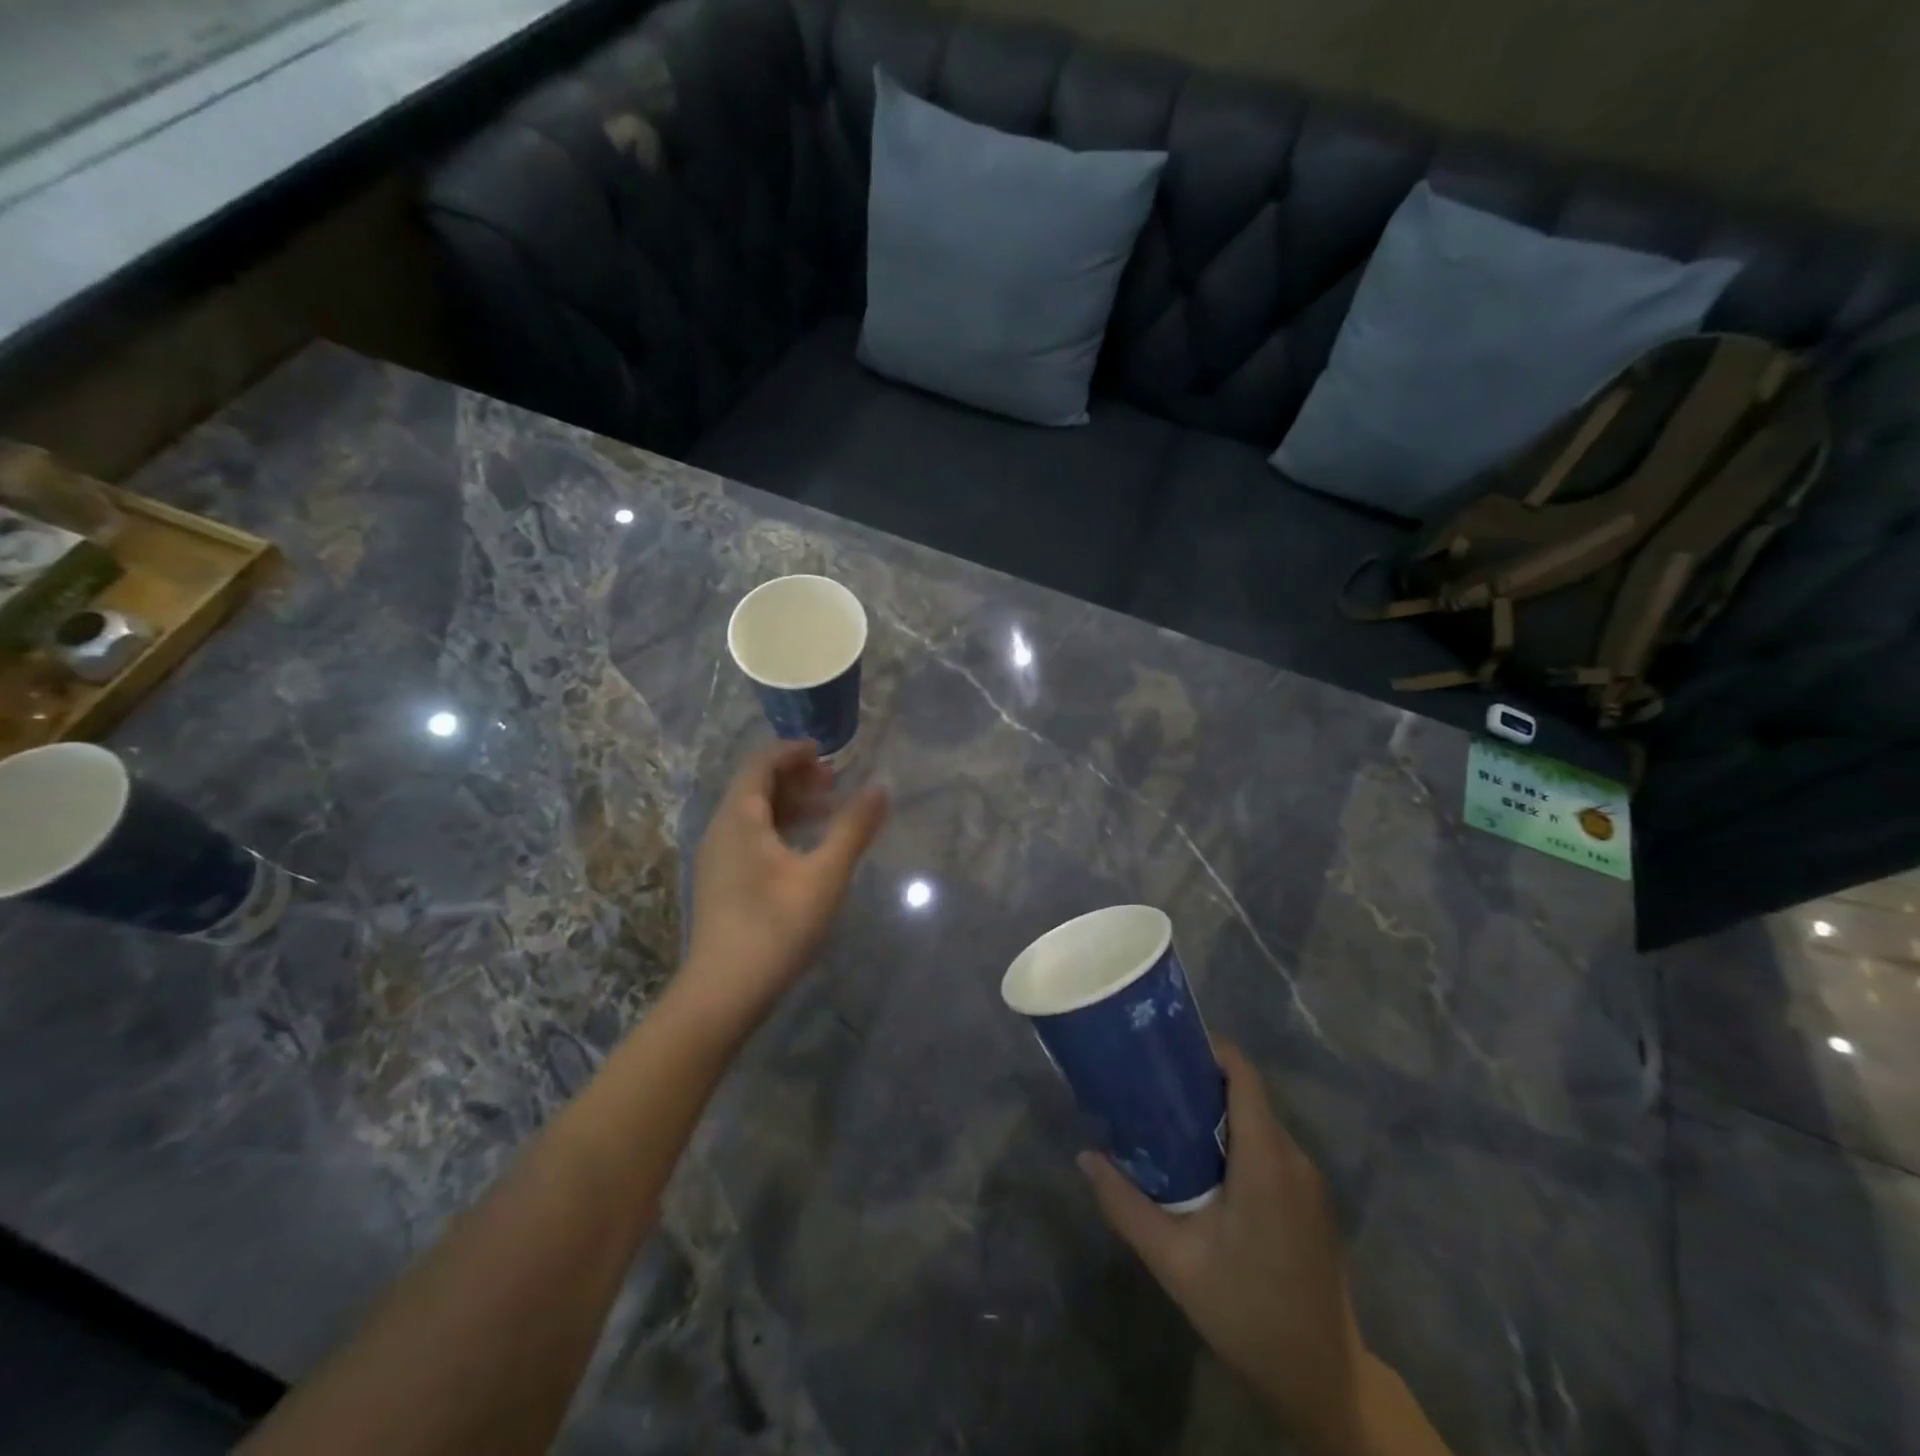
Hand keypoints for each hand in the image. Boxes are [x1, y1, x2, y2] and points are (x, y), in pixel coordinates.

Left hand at [679, 741, 888, 1034]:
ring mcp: (718, 858)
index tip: (826, 751)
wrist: (724, 993)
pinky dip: (779, 829)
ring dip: (789, 804)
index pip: (761, 764)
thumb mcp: (825, 875)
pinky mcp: (722, 883)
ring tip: (827, 811)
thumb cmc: (776, 926)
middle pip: (755, 786)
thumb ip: (854, 828)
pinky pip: (750, 837)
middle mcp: (721, 830)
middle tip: (834, 782)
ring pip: (753, 814)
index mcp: (739, 818)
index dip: (793, 751)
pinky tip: (805, 849)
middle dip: (795, 777)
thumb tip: (881, 788)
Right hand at [1079, 1044, 1371, 1454]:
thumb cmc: (1247, 1311)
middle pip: (1247, 1094)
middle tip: (1151, 1083)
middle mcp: (1294, 1158)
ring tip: (1168, 1120)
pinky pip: (1272, 1149)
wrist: (1323, 1380)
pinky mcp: (1312, 1203)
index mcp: (1266, 1159)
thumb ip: (1126, 1204)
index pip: (1243, 1074)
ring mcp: (1309, 1182)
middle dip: (1200, 1081)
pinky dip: (1238, 1141)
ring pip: (1260, 1123)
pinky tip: (1204, 1166)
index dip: (1208, 1049)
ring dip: (1218, 1114)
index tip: (1165, 1045)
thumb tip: (1085, 1156)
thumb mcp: (1174, 1261)